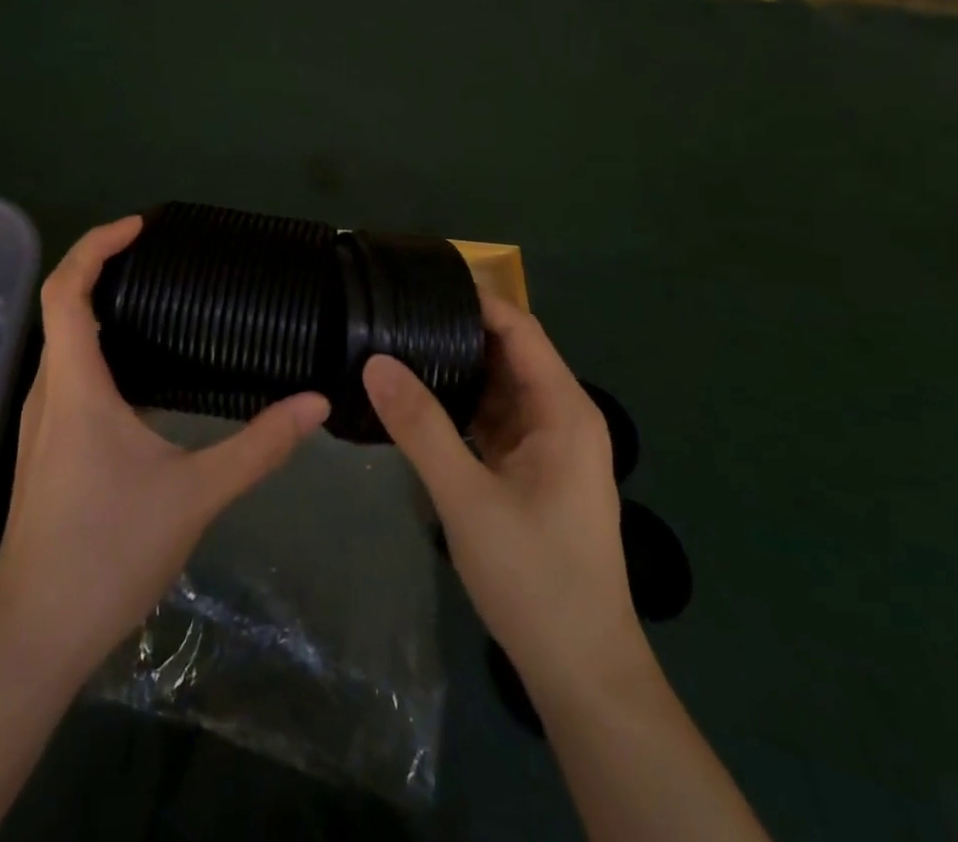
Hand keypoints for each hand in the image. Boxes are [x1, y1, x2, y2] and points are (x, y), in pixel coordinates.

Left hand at [0, 216, 329, 678]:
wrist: (34, 639)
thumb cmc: (107, 553)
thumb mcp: (195, 495)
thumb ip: (258, 446)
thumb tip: (315, 403)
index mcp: (75, 386)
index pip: (67, 290)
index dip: (96, 246)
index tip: (140, 227)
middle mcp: (48, 393)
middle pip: (61, 308)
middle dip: (102, 269)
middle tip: (159, 258)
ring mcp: (40, 425)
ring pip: (62, 344)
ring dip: (98, 310)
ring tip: (155, 304)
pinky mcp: (45, 451)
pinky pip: (68, 376)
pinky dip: (98, 350)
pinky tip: (141, 376)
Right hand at [363, 294, 642, 687]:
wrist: (583, 673)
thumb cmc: (535, 577)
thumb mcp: (467, 498)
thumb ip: (420, 426)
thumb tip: (375, 361)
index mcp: (562, 409)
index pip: (518, 327)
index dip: (473, 300)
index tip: (418, 283)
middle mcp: (562, 416)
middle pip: (508, 352)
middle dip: (456, 330)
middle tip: (393, 313)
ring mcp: (549, 446)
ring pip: (499, 386)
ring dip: (456, 367)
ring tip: (396, 345)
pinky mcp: (535, 472)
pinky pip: (496, 419)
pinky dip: (462, 405)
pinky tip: (418, 400)